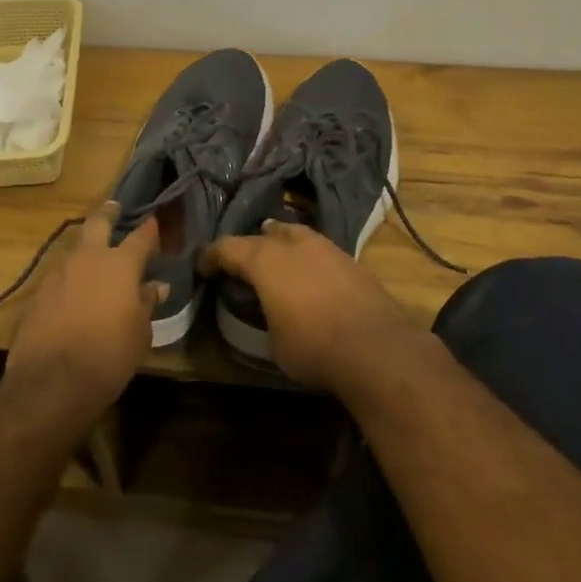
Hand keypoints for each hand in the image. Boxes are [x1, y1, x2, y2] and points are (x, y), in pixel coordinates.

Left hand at [1, 202, 164, 426]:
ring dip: (87, 250)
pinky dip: (71, 278)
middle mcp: (88, 259)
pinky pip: (60, 275)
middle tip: (115, 207)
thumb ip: (146, 303)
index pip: (141, 237)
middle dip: (109, 213)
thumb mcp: (140, 333)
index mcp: (120, 265)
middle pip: (98, 223)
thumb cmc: (109, 356)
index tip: (155, 222)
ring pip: (76, 250)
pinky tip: (74, 292)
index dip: (150, 229)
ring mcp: (59, 273)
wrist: (52, 382)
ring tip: (95, 259)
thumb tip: (156, 286)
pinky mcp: (39, 292)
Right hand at [203, 221, 428, 390]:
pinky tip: (309, 273)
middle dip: (248, 245)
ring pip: (295, 233)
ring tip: (275, 256)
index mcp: (265, 260)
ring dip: (280, 242)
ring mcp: (327, 248)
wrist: (378, 348)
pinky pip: (319, 249)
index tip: (202, 267)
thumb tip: (269, 314)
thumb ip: (264, 317)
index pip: (228, 247)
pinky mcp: (352, 261)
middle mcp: (294, 245)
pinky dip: (307, 256)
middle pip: (263, 234)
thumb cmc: (314, 347)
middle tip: (240, 261)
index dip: (211, 256)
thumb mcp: (274, 343)